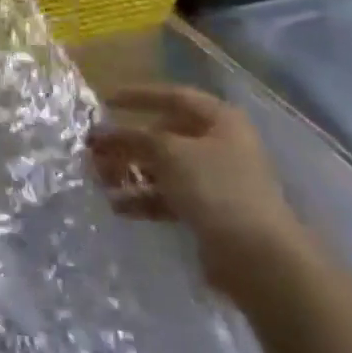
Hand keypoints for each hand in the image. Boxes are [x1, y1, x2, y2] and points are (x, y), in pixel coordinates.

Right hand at [89, 84, 309, 299]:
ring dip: (129, 171)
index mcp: (220, 121)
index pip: (174, 96)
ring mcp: (215, 180)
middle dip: (126, 142)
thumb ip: (130, 137)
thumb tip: (98, 133)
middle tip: (94, 150)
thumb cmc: (215, 188)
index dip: (138, 96)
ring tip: (100, 180)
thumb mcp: (167, 152)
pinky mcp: (209, 211)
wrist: (258, 256)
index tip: (104, 101)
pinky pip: (167, 196)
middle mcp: (220, 145)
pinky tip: (117, 206)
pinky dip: (142, 198)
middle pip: (163, 134)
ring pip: (162, 167)